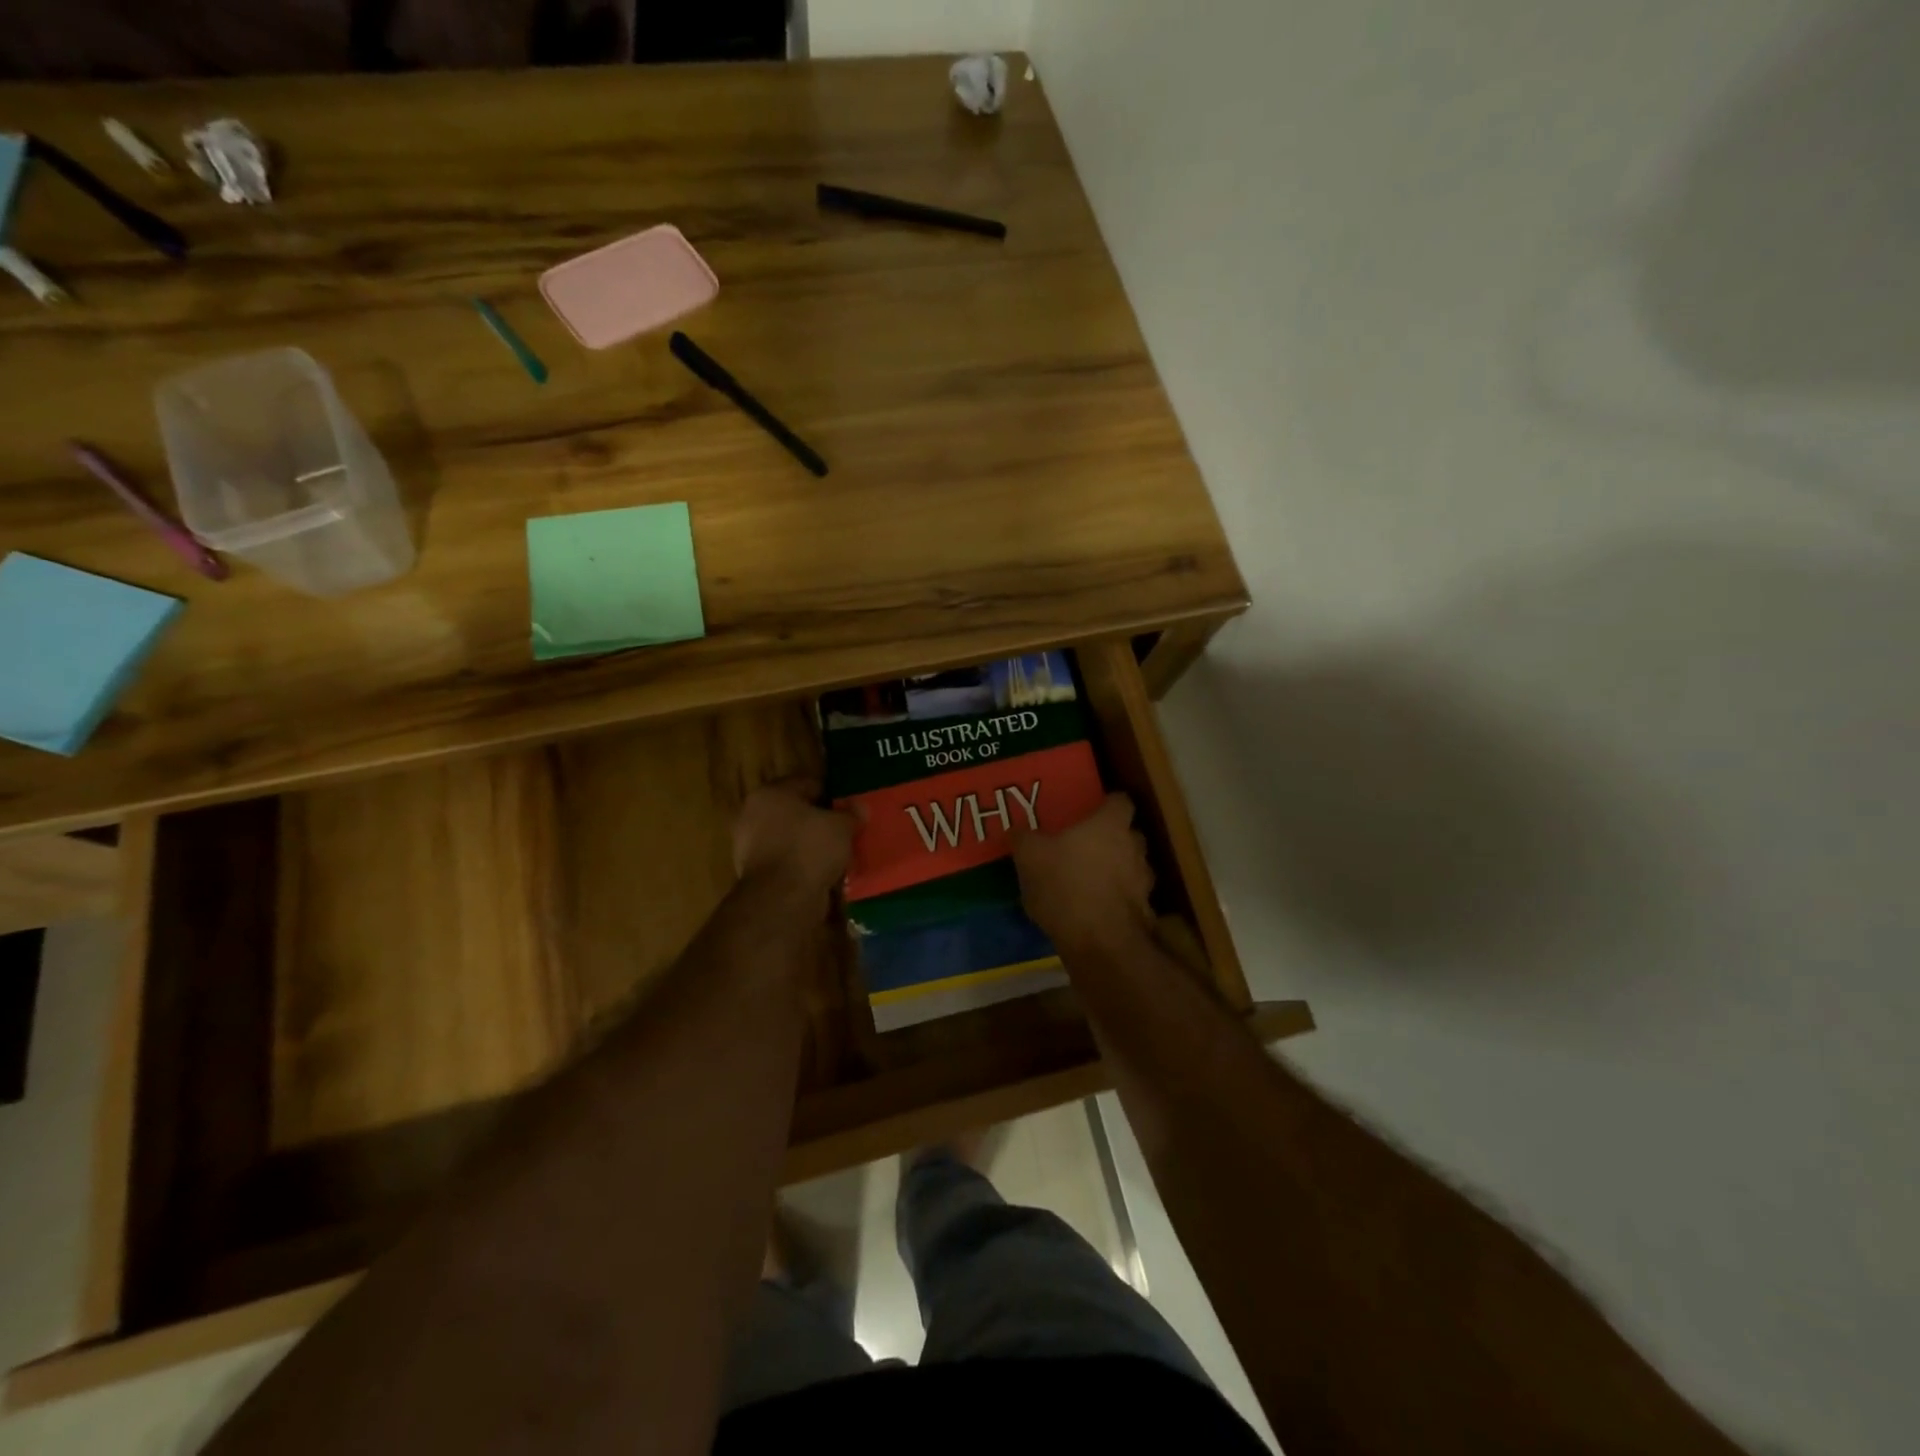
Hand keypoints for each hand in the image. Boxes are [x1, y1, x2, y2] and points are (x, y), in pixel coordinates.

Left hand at [732, 778, 854, 903]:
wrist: (782, 900)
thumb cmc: (810, 849)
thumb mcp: (841, 826)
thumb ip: (851, 813)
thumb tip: (860, 807)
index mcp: (769, 793)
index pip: (807, 784)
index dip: (832, 794)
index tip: (850, 807)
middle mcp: (753, 815)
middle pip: (796, 812)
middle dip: (820, 820)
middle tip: (846, 829)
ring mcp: (750, 846)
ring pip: (791, 838)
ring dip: (812, 844)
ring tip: (839, 853)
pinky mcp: (755, 874)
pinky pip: (787, 861)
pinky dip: (803, 864)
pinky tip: (824, 872)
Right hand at [1013, 793, 1154, 952]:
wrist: (1099, 942)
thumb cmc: (1064, 884)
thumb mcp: (1030, 857)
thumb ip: (1024, 838)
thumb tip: (1017, 829)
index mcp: (1110, 825)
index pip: (1121, 801)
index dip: (1107, 804)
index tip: (1091, 810)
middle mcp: (1134, 847)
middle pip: (1129, 834)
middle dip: (1113, 838)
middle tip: (1086, 845)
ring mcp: (1143, 881)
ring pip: (1133, 866)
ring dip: (1117, 870)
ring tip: (1090, 880)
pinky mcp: (1144, 912)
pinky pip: (1130, 898)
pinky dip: (1117, 900)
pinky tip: (1094, 910)